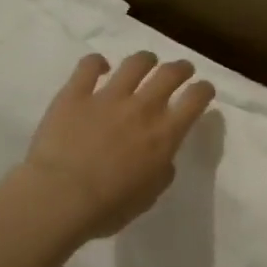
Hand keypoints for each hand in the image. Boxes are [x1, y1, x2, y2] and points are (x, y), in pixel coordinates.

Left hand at [20, 51, 216, 239]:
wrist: (61, 197)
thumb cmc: (109, 207)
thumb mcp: (149, 197)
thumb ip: (161, 172)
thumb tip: (163, 158)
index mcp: (165, 135)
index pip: (195, 100)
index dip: (204, 90)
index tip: (204, 90)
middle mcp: (142, 108)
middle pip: (170, 74)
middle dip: (181, 68)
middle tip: (182, 70)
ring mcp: (107, 97)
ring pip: (135, 63)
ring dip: (145, 60)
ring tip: (146, 62)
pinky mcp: (75, 94)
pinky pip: (88, 66)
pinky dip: (96, 62)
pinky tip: (99, 66)